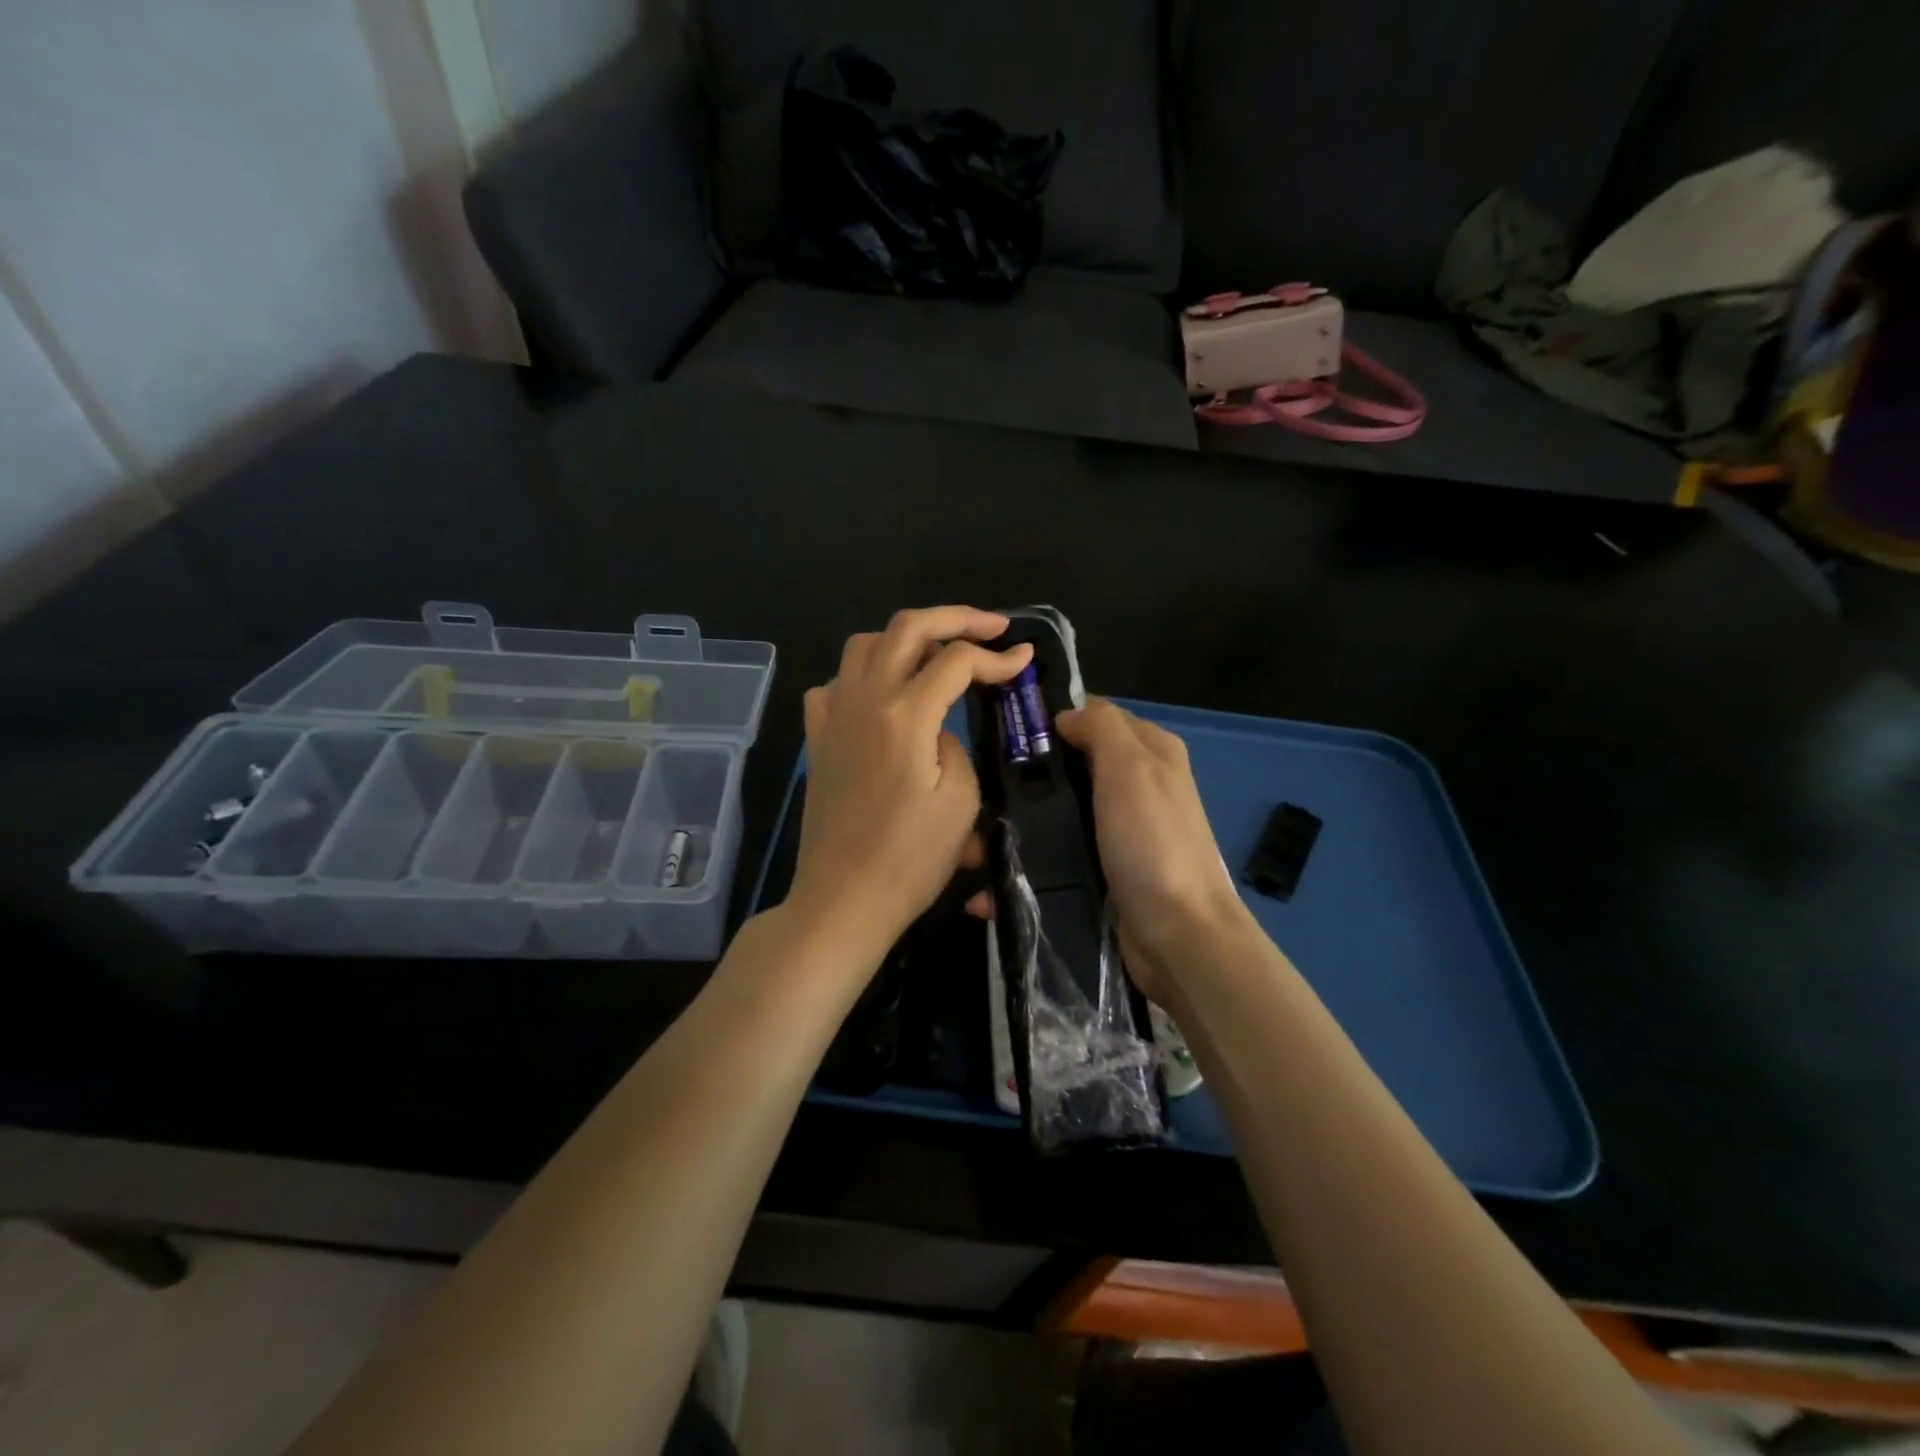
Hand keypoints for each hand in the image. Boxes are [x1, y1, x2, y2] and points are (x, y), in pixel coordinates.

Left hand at [788, 607, 1032, 969]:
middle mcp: (863, 700)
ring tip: (937, 651)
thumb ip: (955, 746)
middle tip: (991, 626)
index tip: (1023, 662)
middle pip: (907, 628)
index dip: (995, 656)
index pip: (955, 660)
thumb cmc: (909, 859)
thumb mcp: (960, 802)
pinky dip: (864, 673)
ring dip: (905, 637)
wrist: (844, 898)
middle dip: (955, 617)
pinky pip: (835, 682)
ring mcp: (833, 715)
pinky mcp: (818, 737)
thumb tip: (938, 728)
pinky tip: (882, 693)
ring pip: (864, 644)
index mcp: (904, 715)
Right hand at [967, 697, 1246, 1003]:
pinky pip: (1058, 859)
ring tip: (972, 848)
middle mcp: (1137, 786)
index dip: (1052, 718)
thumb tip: (1065, 715)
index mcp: (1151, 751)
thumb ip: (1101, 728)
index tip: (1003, 732)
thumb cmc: (1153, 843)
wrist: (1180, 937)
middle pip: (1071, 766)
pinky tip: (991, 886)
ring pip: (1059, 815)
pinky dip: (1027, 869)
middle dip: (1026, 779)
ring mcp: (1119, 832)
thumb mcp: (1132, 769)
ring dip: (1018, 829)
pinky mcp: (1104, 872)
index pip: (1094, 716)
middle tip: (979, 793)